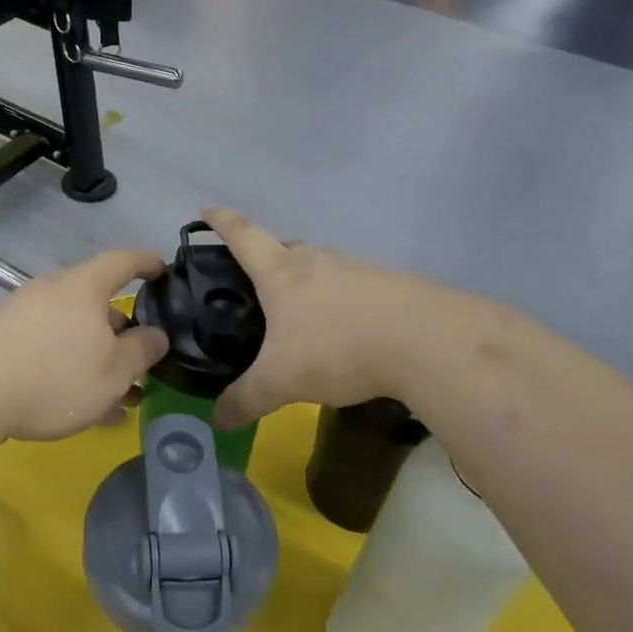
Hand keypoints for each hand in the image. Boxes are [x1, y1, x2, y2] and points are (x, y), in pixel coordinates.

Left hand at [0, 249, 169, 442]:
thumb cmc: (55, 376)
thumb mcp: (114, 372)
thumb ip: (142, 351)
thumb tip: (156, 334)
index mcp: (84, 287)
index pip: (123, 261)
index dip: (147, 263)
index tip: (163, 270)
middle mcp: (53, 291)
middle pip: (97, 304)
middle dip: (122, 333)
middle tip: (142, 362)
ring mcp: (24, 314)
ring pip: (74, 333)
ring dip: (98, 360)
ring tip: (118, 398)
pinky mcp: (2, 339)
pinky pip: (49, 349)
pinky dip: (71, 370)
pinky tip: (82, 407)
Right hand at [202, 209, 425, 427]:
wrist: (426, 341)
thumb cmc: (337, 348)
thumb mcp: (281, 381)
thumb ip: (246, 400)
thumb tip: (217, 421)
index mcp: (281, 272)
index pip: (243, 236)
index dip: (221, 222)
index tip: (206, 210)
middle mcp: (317, 260)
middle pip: (283, 247)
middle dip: (265, 258)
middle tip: (252, 281)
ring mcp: (356, 269)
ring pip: (320, 266)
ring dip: (305, 281)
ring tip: (299, 311)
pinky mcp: (389, 285)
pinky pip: (351, 287)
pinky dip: (339, 301)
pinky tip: (344, 329)